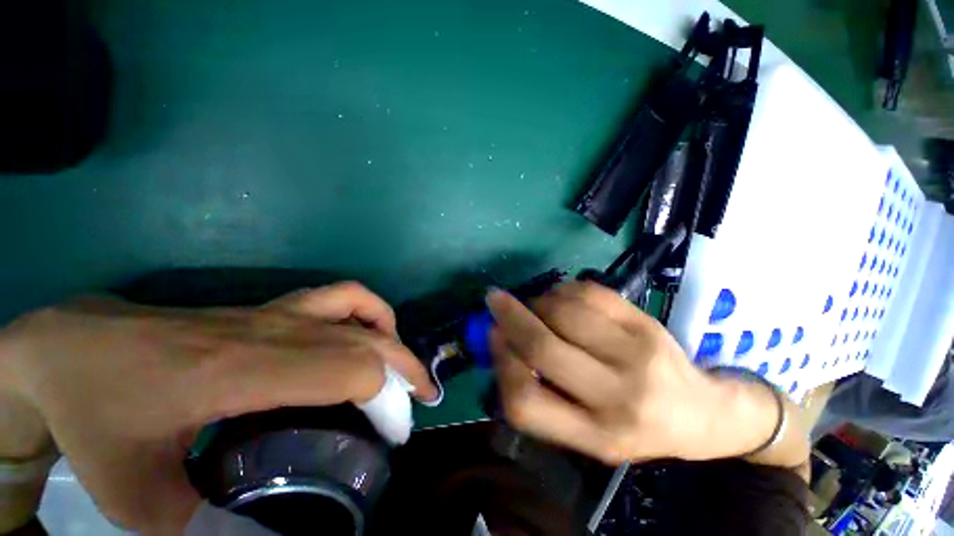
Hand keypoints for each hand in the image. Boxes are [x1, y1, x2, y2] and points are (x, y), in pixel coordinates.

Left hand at [0, 282, 436, 532]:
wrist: (71, 348)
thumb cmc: (99, 418)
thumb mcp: (136, 499)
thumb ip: (203, 532)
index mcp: (245, 371)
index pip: (351, 371)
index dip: (386, 401)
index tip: (392, 437)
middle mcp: (277, 331)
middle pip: (368, 344)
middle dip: (404, 375)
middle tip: (414, 410)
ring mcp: (278, 312)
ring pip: (364, 312)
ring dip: (393, 341)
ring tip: (399, 370)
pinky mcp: (274, 307)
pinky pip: (344, 296)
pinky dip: (371, 311)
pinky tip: (369, 334)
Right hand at [486, 282, 781, 465]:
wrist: (701, 413)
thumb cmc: (634, 426)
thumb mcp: (585, 433)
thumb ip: (541, 396)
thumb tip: (503, 341)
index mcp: (596, 436)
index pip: (526, 403)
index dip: (502, 363)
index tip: (493, 337)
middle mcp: (618, 396)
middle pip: (543, 346)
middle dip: (510, 316)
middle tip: (494, 299)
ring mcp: (637, 352)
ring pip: (564, 311)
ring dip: (538, 302)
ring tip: (537, 306)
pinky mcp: (646, 321)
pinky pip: (588, 291)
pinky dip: (564, 289)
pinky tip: (564, 298)